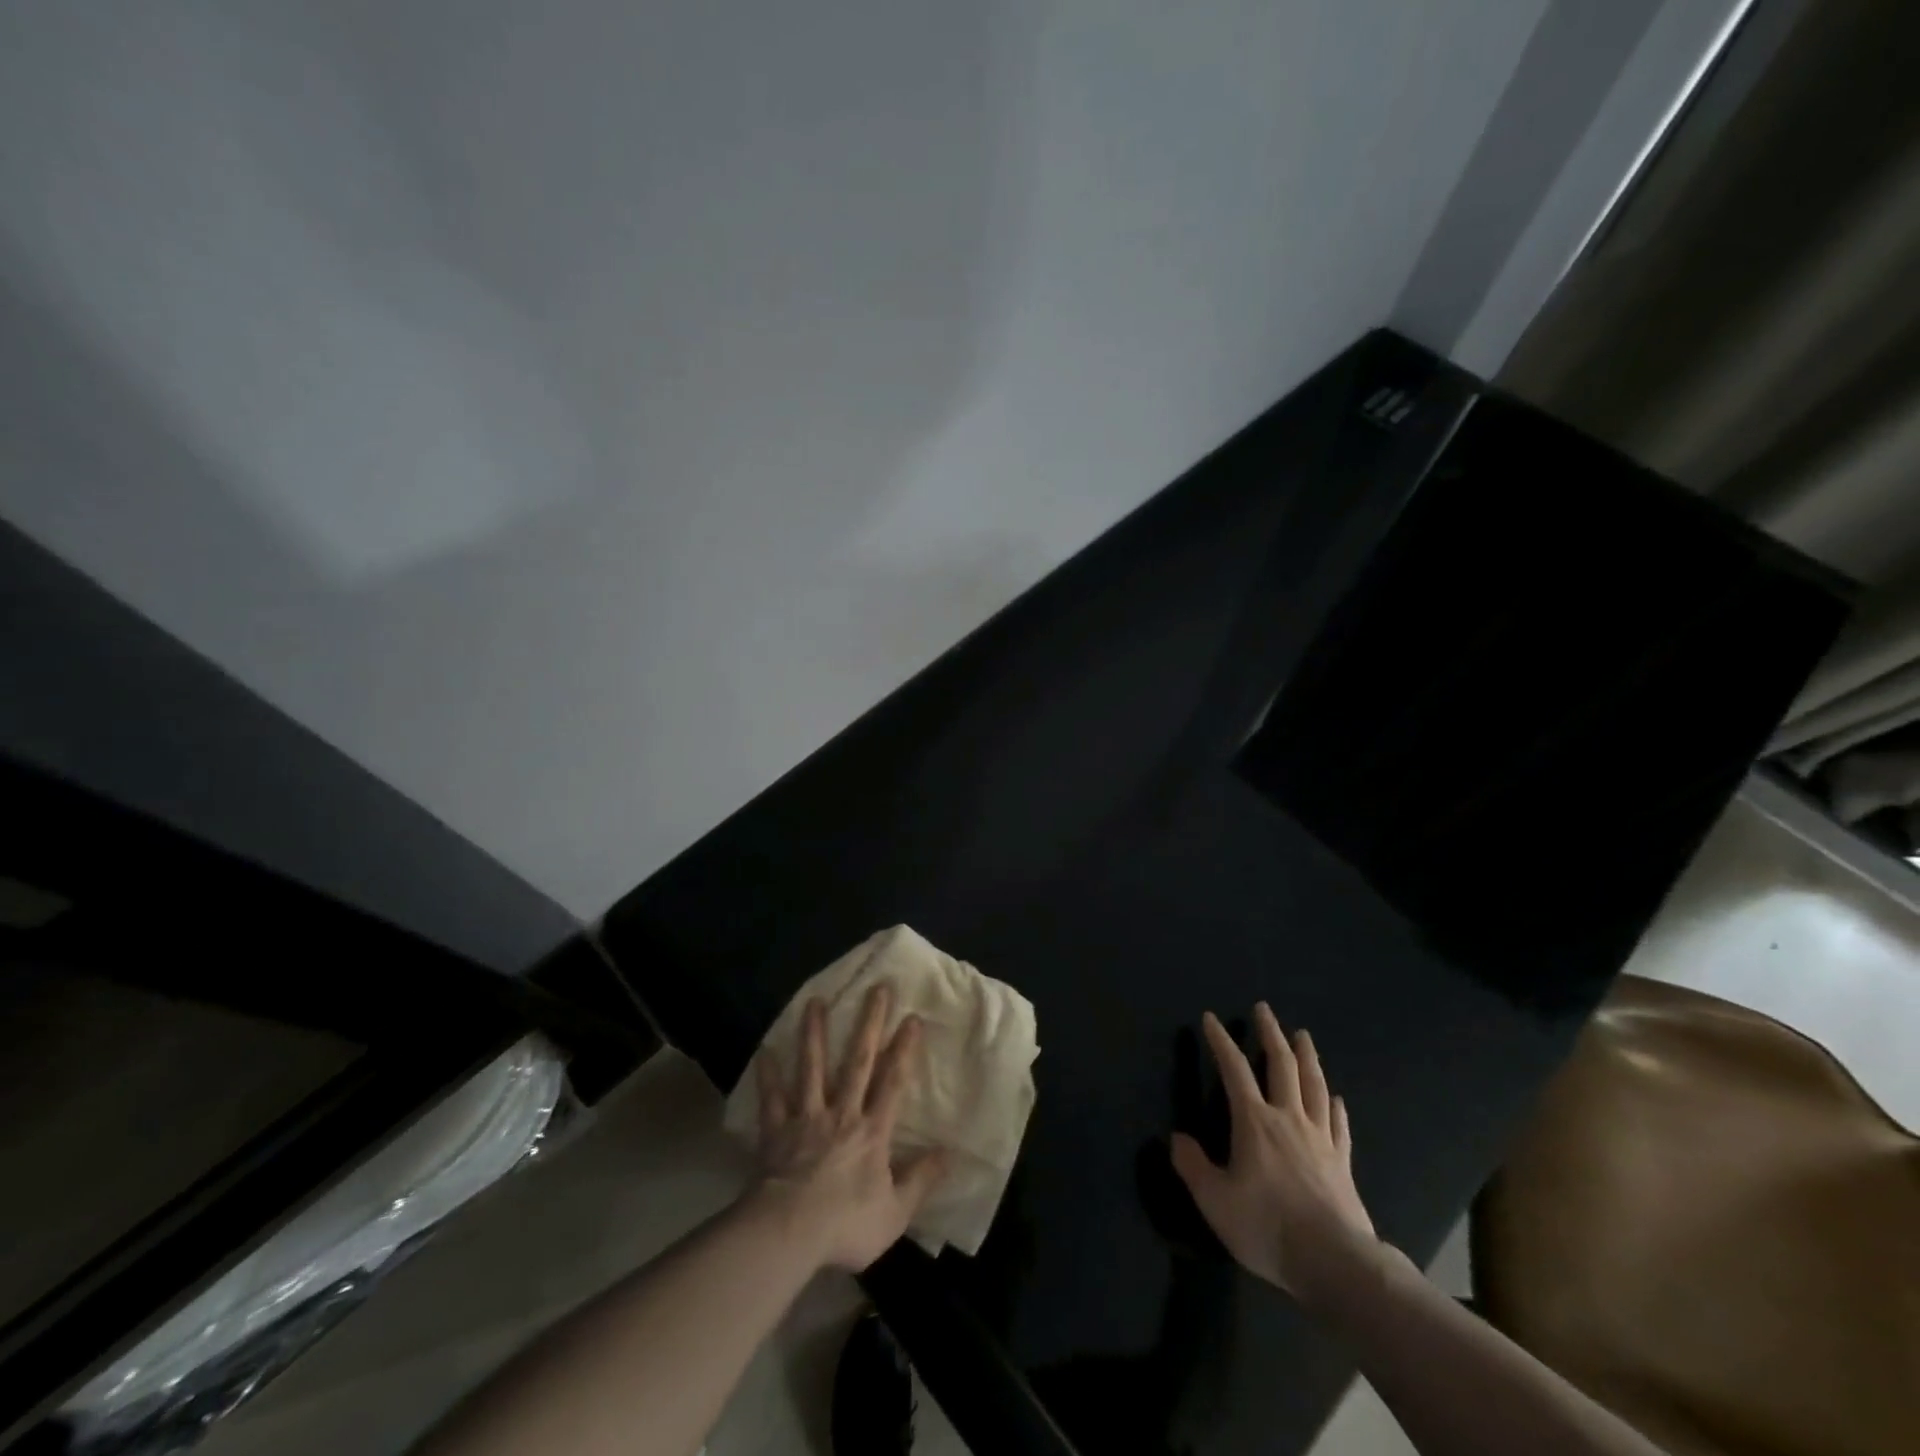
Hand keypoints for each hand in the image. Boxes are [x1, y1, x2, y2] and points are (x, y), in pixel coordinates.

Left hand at [751, 985, 947, 1271]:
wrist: (787, 1233)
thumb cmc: (845, 1225)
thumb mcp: (895, 1213)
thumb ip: (921, 1180)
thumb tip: (950, 1153)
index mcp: (872, 1132)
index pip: (893, 1083)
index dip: (904, 1050)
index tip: (911, 1017)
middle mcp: (842, 1113)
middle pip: (858, 1061)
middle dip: (869, 1023)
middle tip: (876, 988)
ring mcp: (807, 1118)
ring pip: (813, 1068)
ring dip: (815, 1033)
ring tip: (815, 1002)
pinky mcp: (776, 1131)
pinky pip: (772, 1098)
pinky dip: (769, 1076)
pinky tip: (765, 1051)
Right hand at [1171, 1004, 1377, 1304]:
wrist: (1335, 1263)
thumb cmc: (1268, 1227)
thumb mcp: (1215, 1201)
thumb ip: (1193, 1166)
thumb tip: (1176, 1139)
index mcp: (1254, 1122)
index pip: (1234, 1070)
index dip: (1221, 1042)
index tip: (1212, 1018)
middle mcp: (1288, 1119)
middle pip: (1281, 1065)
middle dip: (1270, 1034)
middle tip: (1264, 1009)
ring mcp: (1320, 1139)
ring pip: (1314, 1086)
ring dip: (1307, 1057)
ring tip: (1303, 1035)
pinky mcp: (1342, 1163)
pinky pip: (1338, 1125)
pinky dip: (1334, 1106)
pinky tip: (1335, 1098)